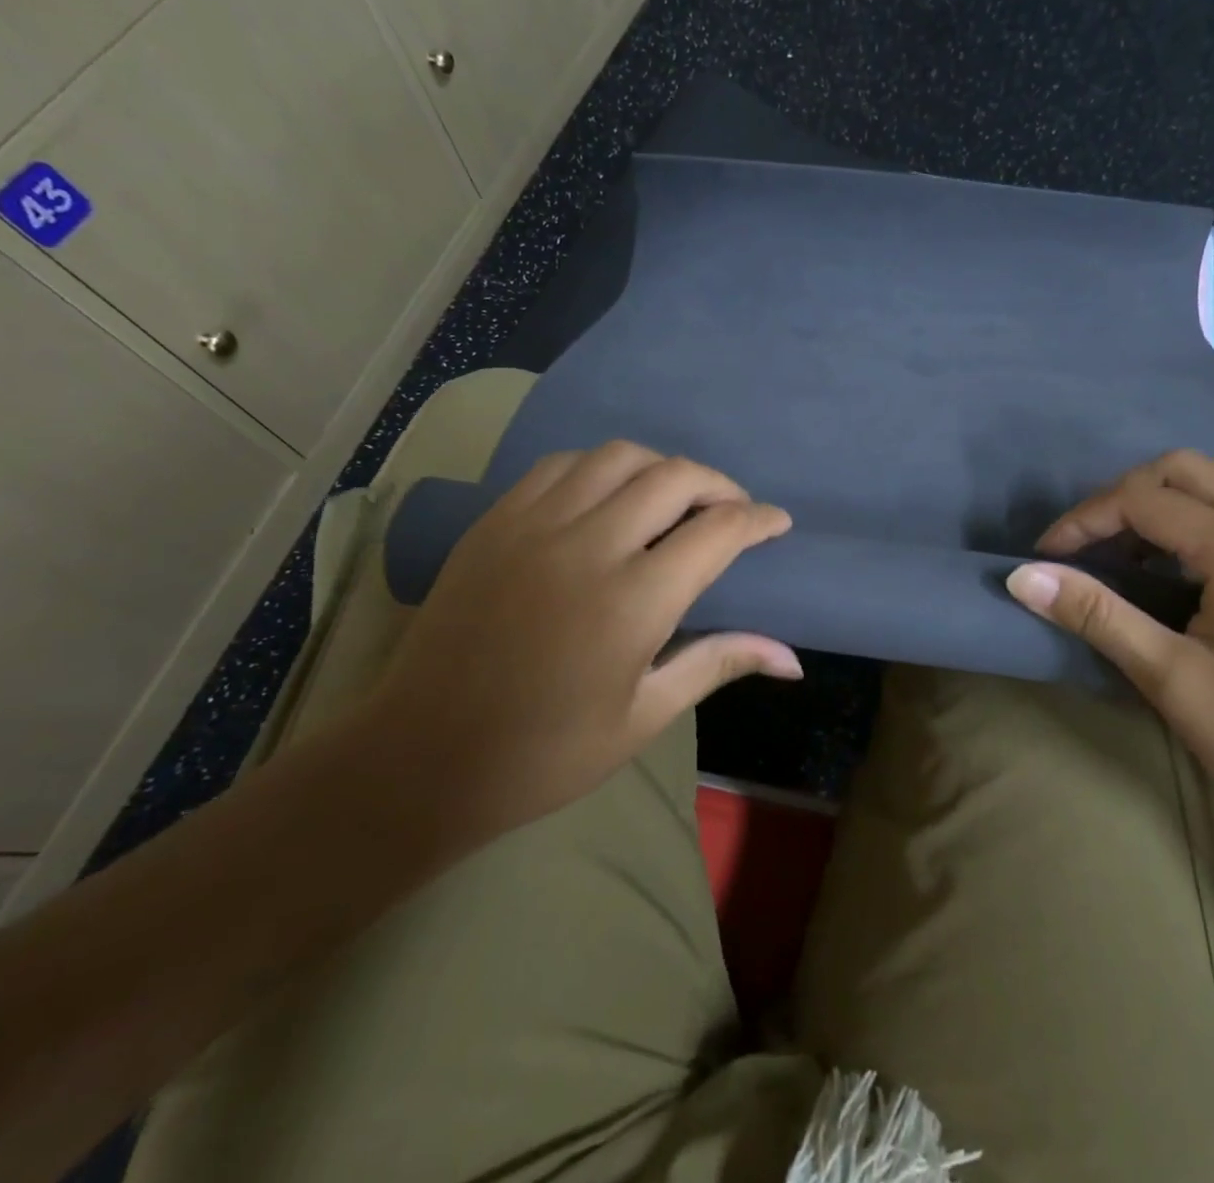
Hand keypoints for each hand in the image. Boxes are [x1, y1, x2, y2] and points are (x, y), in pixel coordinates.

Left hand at [368, 442, 798, 840]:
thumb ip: (718, 663)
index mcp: (633, 602)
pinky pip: (562, 465)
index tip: (777, 523)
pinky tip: (609, 495)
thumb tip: (793, 658)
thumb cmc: (545, 753)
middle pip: (676, 477)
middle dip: (720, 486)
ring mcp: (535, 525)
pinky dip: (602, 467)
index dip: (759, 520)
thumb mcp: (644, 715)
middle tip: (733, 510)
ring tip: (675, 498)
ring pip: (619, 456)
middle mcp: (588, 546)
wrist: (421, 757)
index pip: (718, 531)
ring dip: (662, 468)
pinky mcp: (495, 521)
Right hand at [1005, 450, 1213, 849]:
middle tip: (1088, 547)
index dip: (1083, 521)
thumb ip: (1097, 616)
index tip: (1046, 559)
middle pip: (1182, 468)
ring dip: (1164, 498)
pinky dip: (1199, 513)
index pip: (1142, 499)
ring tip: (1132, 552)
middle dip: (1122, 497)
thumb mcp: (1173, 680)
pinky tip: (1183, 566)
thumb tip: (1023, 577)